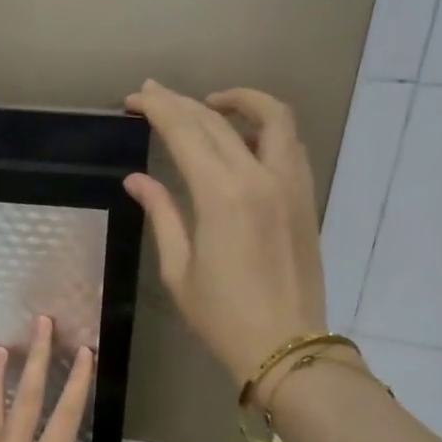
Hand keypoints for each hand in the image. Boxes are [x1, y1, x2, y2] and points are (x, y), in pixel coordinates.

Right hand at [123, 80, 328, 389]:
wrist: (286, 346)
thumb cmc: (223, 317)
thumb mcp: (179, 271)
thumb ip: (162, 215)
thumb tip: (137, 180)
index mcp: (222, 195)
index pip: (185, 132)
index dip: (158, 109)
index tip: (135, 98)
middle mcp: (260, 176)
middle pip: (219, 120)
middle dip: (183, 102)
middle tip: (155, 95)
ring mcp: (290, 184)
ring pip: (271, 117)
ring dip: (239, 101)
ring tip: (210, 105)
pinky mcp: (306, 197)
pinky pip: (289, 143)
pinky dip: (265, 127)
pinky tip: (244, 138)